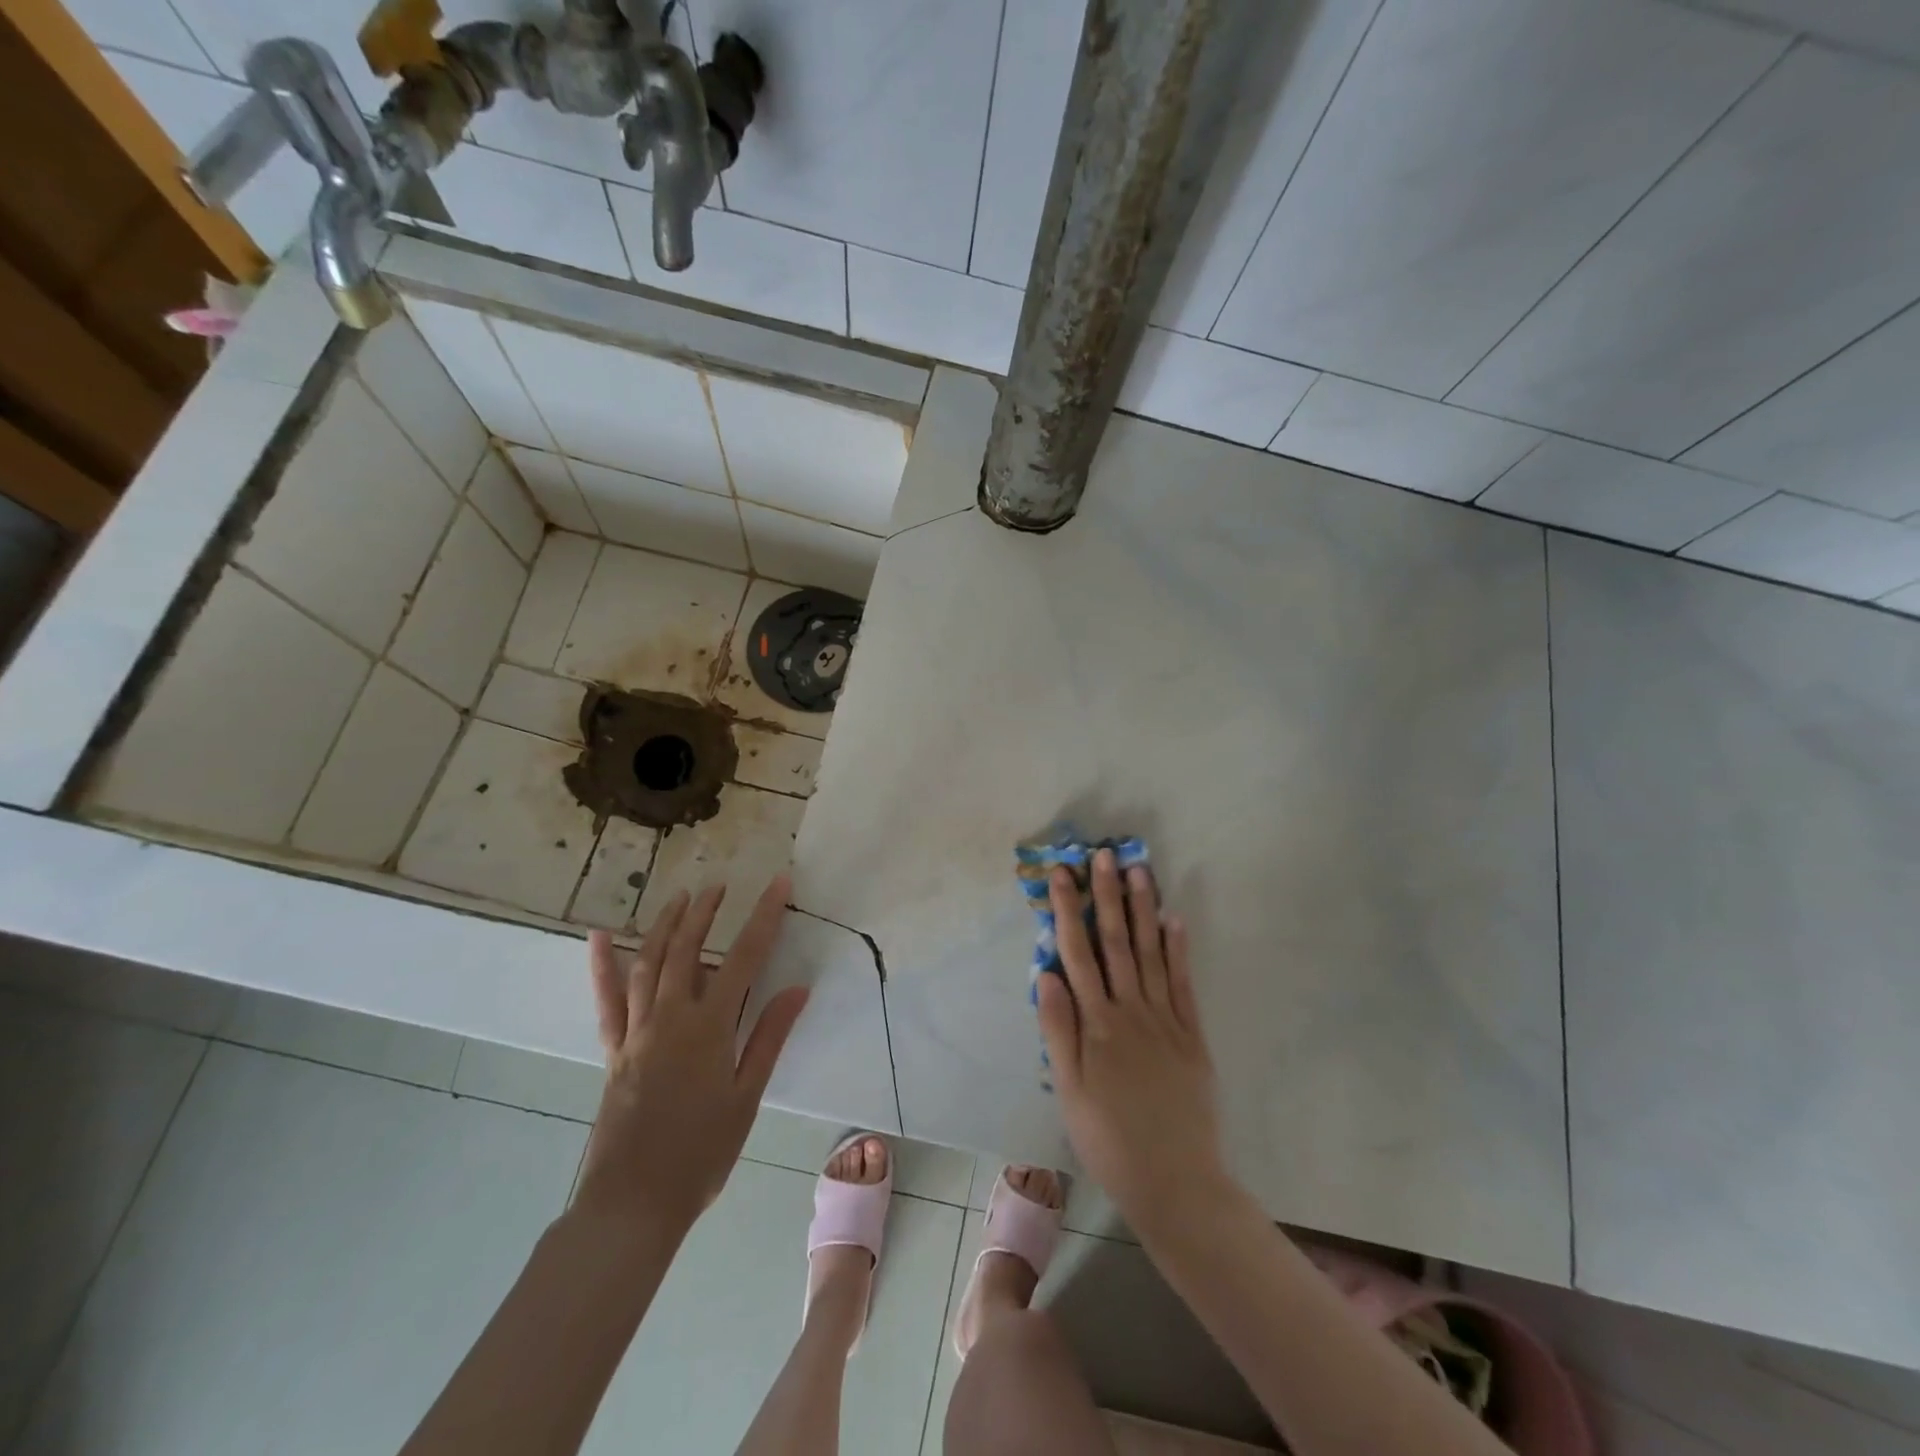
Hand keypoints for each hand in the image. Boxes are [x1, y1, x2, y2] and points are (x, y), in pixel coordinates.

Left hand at [571, 876, 808, 1242]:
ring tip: (679, 897)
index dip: (764, 916)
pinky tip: (600, 937)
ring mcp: (636, 1031)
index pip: (744, 957)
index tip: (779, 883)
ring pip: (649, 963)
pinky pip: (607, 1000)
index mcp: (709, 1027)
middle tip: (720, 886)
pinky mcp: (613, 1049)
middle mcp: (670, 1017)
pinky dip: (603, 966)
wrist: (633, 1203)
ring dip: (665, 925)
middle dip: (706, 912)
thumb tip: (798, 988)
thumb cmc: (701, 1153)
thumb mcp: (746, 1096)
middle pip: (689, 949)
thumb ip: (769, 1036)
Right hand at [1035, 850, 1227, 1233]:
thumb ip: (1058, 1028)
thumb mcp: (1069, 1090)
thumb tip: (1046, 972)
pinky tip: (1174, 920)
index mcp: (1097, 1024)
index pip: (1078, 953)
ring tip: (1140, 871)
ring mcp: (1166, 1020)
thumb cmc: (1109, 1138)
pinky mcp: (1192, 1035)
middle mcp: (1131, 1011)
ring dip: (1143, 910)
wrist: (1175, 1182)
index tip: (1062, 874)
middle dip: (1108, 896)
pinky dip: (1179, 949)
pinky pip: (1184, 983)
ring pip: (1152, 953)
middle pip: (1116, 943)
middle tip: (1105, 855)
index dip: (1068, 911)